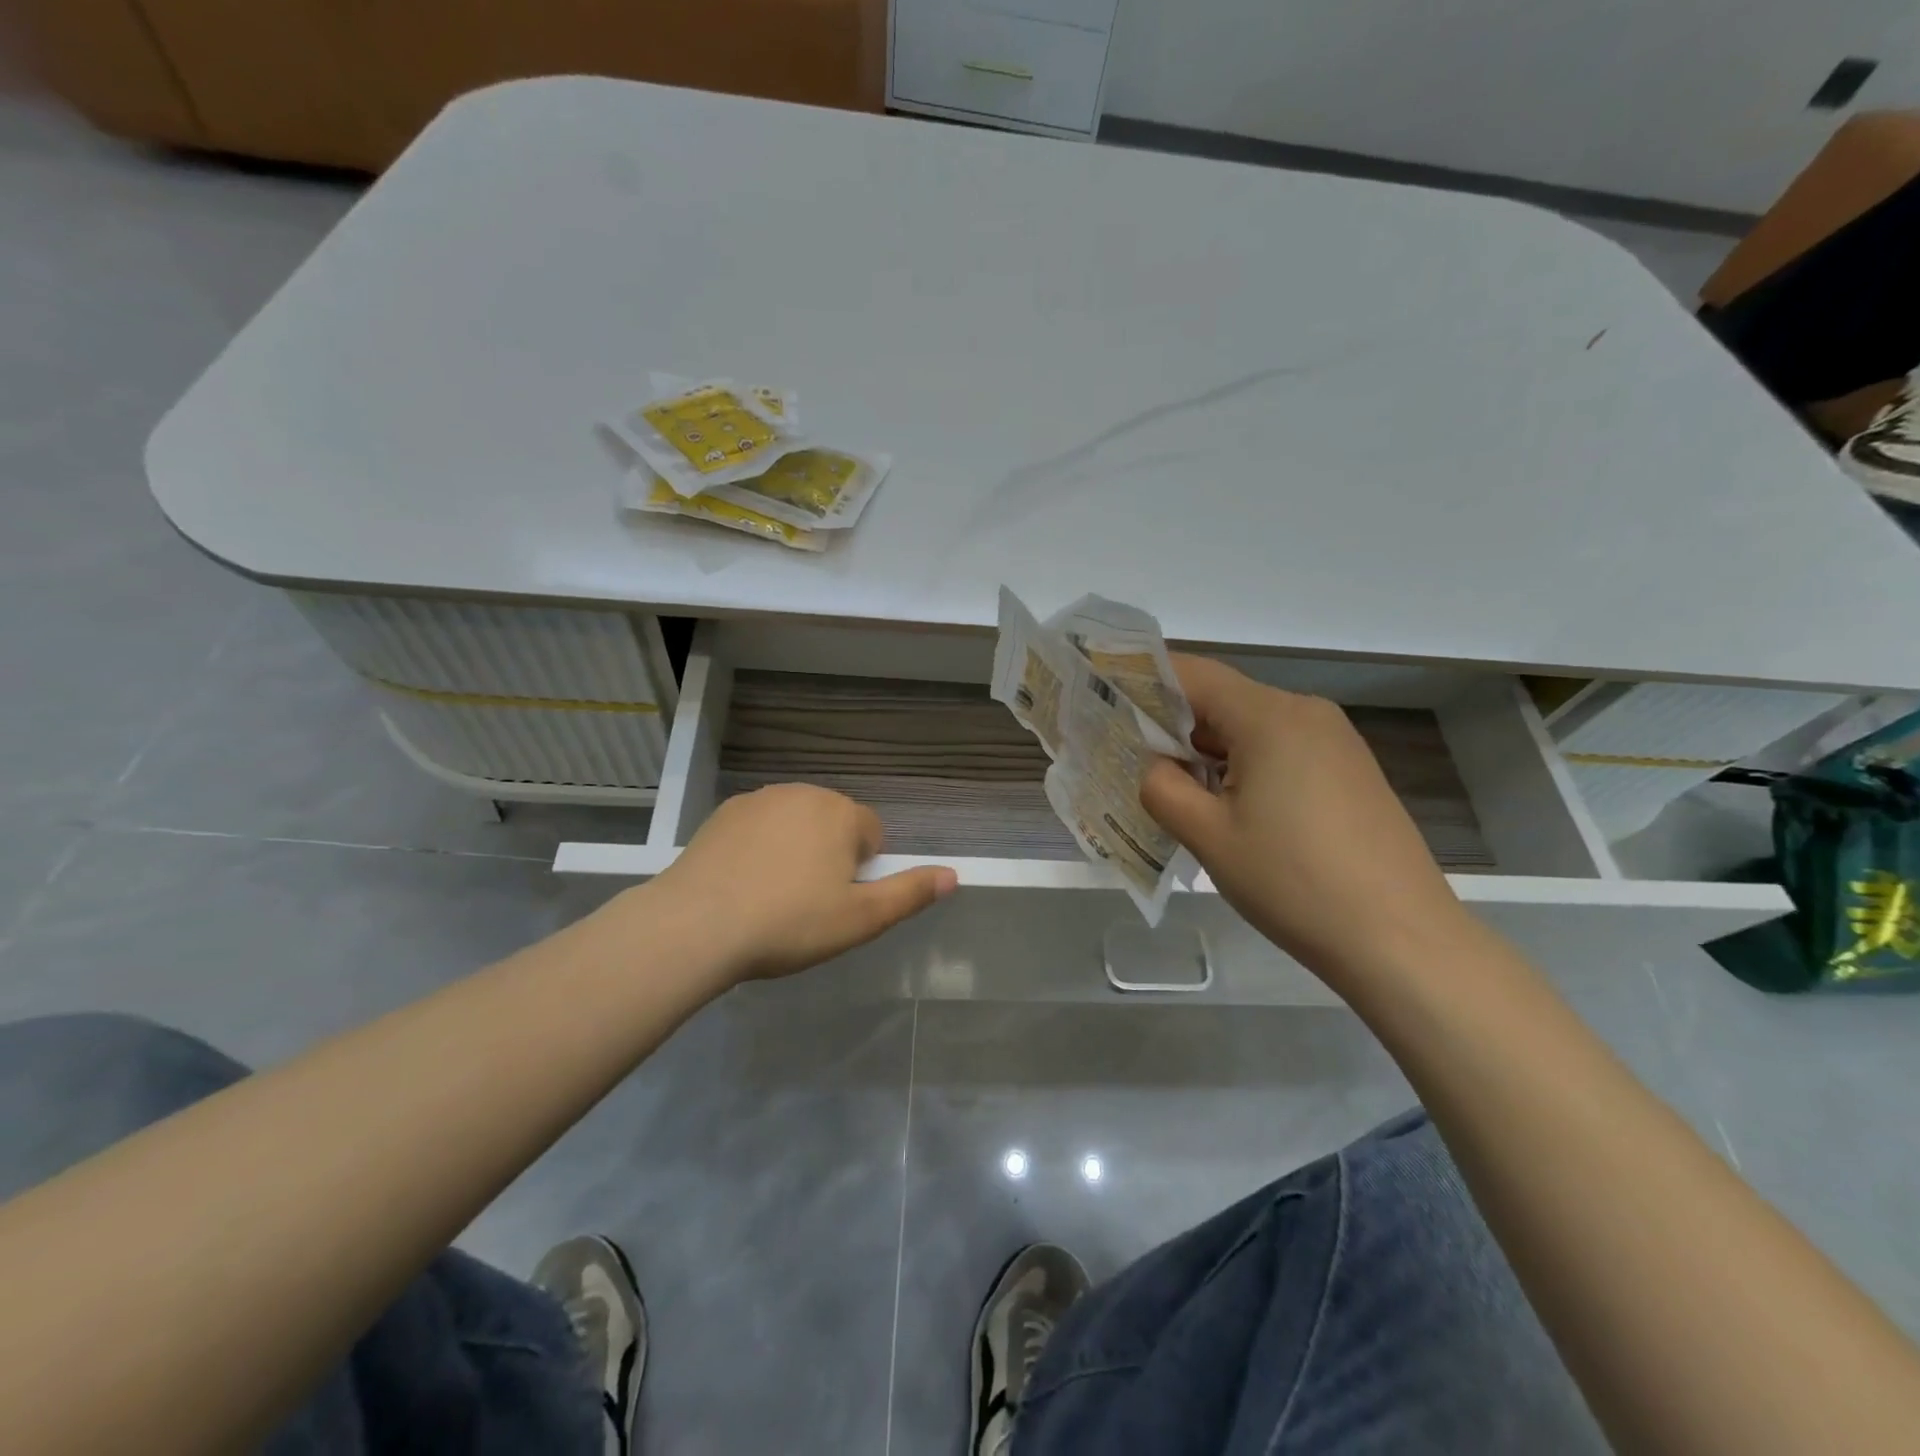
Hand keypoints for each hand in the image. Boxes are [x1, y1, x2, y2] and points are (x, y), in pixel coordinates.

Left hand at [649, 783, 956, 981]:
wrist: (695, 925)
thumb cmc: (789, 923)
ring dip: (794, 850)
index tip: (837, 903)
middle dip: (829, 856)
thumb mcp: (860, 919)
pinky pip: (758, 828)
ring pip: (795, 824)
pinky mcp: (723, 814)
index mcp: (840, 813)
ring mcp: (758, 800)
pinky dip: (758, 849)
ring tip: (770, 898)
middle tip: (806, 905)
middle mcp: (803, 793)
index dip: (861, 872)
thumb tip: (954, 876)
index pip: (872, 834)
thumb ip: (910, 894)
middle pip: (833, 825)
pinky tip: (741, 885)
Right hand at [1140, 655, 1472, 982]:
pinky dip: (1243, 767)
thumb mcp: (1208, 836)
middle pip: (1222, 700)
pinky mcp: (1349, 773)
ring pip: (1251, 729)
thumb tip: (1156, 767)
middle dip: (1173, 725)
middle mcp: (1306, 713)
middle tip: (1129, 757)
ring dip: (1208, 751)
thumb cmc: (1294, 883)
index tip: (1106, 699)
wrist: (1401, 941)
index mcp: (1271, 717)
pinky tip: (1227, 808)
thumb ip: (1162, 787)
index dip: (1144, 680)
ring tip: (1173, 790)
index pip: (1193, 674)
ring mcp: (1335, 743)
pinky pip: (1280, 751)